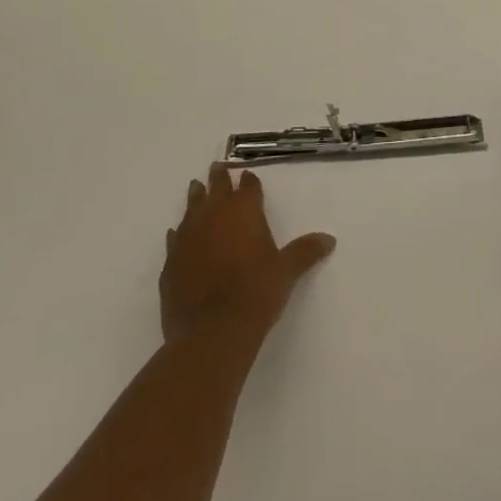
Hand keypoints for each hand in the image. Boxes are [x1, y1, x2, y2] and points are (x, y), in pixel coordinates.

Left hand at [160, 163, 336, 345]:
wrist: (211, 332)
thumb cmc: (255, 294)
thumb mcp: (286, 272)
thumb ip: (305, 252)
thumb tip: (329, 239)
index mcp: (244, 211)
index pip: (247, 187)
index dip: (248, 181)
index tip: (247, 174)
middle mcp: (214, 216)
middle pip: (216, 188)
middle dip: (218, 178)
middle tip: (217, 167)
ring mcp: (188, 237)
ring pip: (191, 207)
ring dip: (195, 198)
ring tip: (195, 187)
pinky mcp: (171, 262)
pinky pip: (174, 239)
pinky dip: (178, 233)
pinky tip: (177, 234)